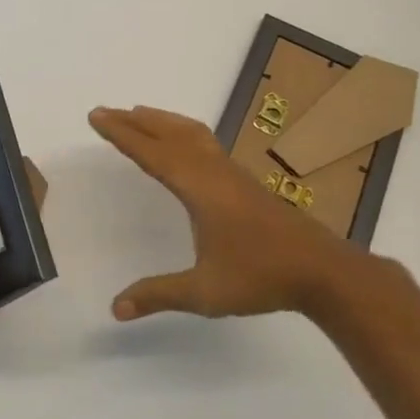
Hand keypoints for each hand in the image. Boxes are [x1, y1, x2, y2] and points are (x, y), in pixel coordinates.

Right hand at [89, 105, 369, 321]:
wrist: (323, 270)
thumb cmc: (261, 277)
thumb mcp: (205, 292)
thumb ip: (159, 295)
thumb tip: (116, 308)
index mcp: (197, 188)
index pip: (150, 153)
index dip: (121, 134)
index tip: (96, 116)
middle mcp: (212, 171)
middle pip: (167, 133)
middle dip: (134, 120)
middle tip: (105, 110)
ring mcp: (231, 172)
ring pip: (190, 132)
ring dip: (160, 120)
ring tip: (138, 114)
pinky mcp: (244, 180)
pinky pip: (205, 141)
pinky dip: (182, 130)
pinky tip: (184, 142)